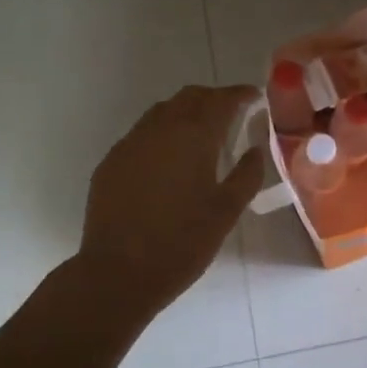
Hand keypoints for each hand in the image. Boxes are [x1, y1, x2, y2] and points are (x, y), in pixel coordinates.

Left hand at [78, 85, 265, 318]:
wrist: (118, 273)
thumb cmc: (182, 243)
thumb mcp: (226, 212)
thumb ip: (247, 174)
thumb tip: (255, 149)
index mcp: (193, 136)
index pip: (220, 100)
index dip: (239, 94)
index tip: (254, 96)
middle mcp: (159, 129)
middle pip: (189, 97)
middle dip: (212, 99)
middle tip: (231, 113)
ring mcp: (130, 143)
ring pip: (161, 112)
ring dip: (185, 112)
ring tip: (201, 133)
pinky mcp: (111, 162)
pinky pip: (141, 134)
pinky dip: (161, 133)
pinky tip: (168, 158)